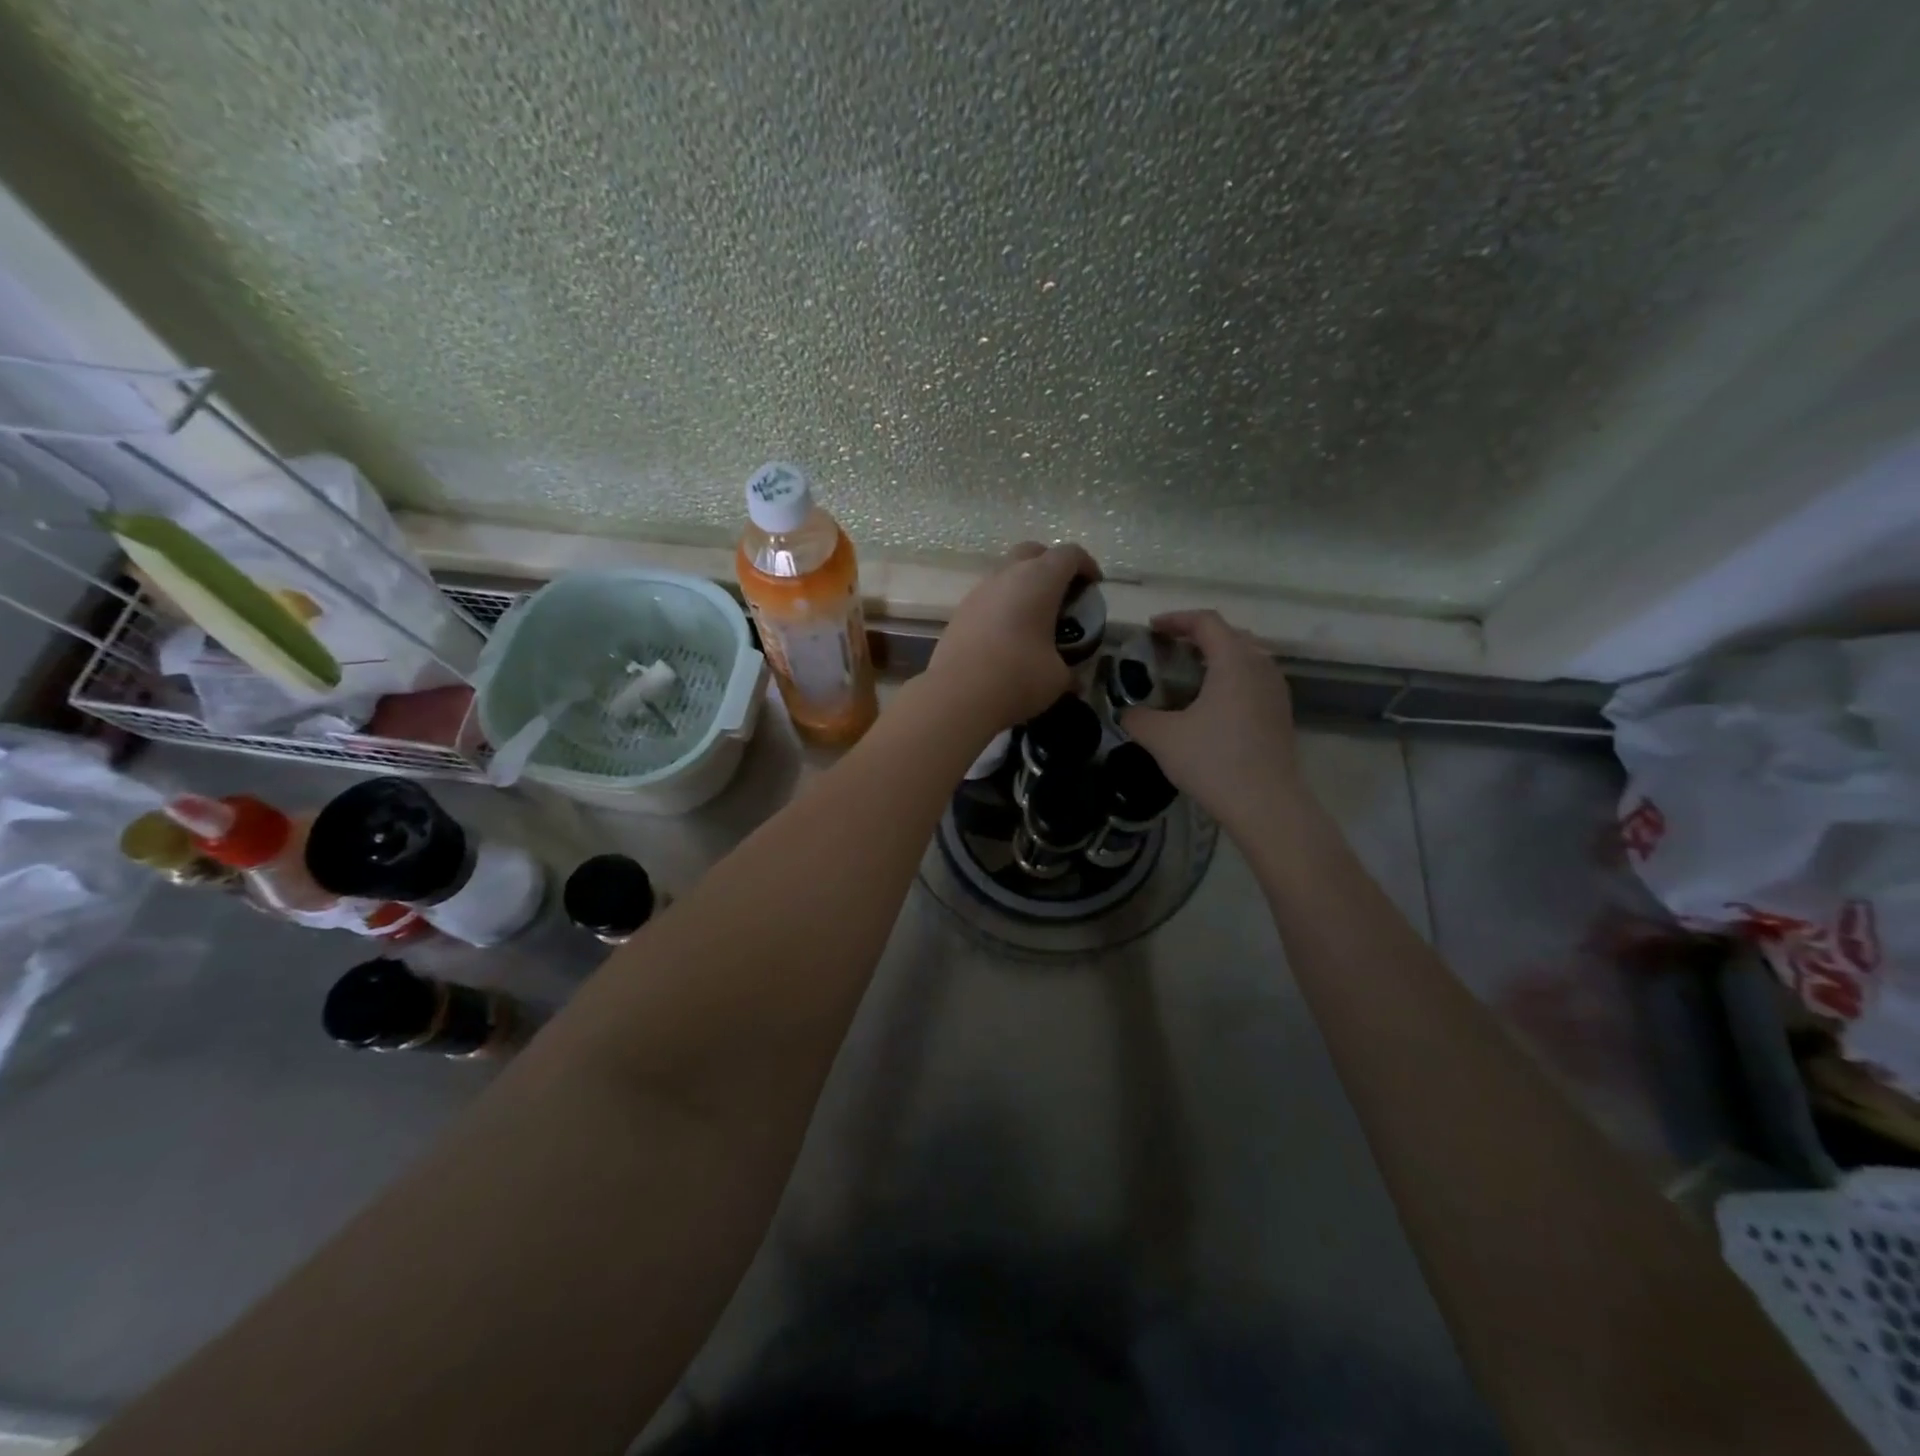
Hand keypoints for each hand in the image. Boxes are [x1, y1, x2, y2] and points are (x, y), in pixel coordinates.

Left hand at [927, 541, 1100, 733]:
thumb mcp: (1058, 678)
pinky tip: (1008, 634)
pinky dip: (1003, 605)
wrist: (957, 695)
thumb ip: (1070, 669)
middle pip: (1032, 552)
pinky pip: (989, 597)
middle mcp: (1006, 576)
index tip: (1094, 585)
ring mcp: (978, 592)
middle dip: (1051, 564)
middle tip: (1063, 592)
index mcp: (1039, 580)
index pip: (1068, 555)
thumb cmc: (1018, 678)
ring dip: (1024, 586)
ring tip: (1035, 617)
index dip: (1086, 565)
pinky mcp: (960, 612)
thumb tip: (1075, 679)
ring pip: (1006, 573)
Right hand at [1120, 610, 1300, 833]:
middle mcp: (1260, 666)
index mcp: (1234, 661)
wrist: (1265, 803)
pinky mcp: (1281, 714)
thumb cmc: (1213, 761)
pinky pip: (1254, 680)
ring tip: (1191, 672)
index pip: (1206, 622)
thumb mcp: (1162, 738)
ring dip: (1218, 656)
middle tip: (1170, 646)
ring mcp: (1276, 691)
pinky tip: (1213, 702)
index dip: (1176, 619)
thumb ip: (1138, 719)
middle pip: (1230, 634)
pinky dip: (1231, 677)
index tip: (1151, 627)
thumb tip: (1127, 713)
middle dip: (1198, 634)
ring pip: (1247, 657)